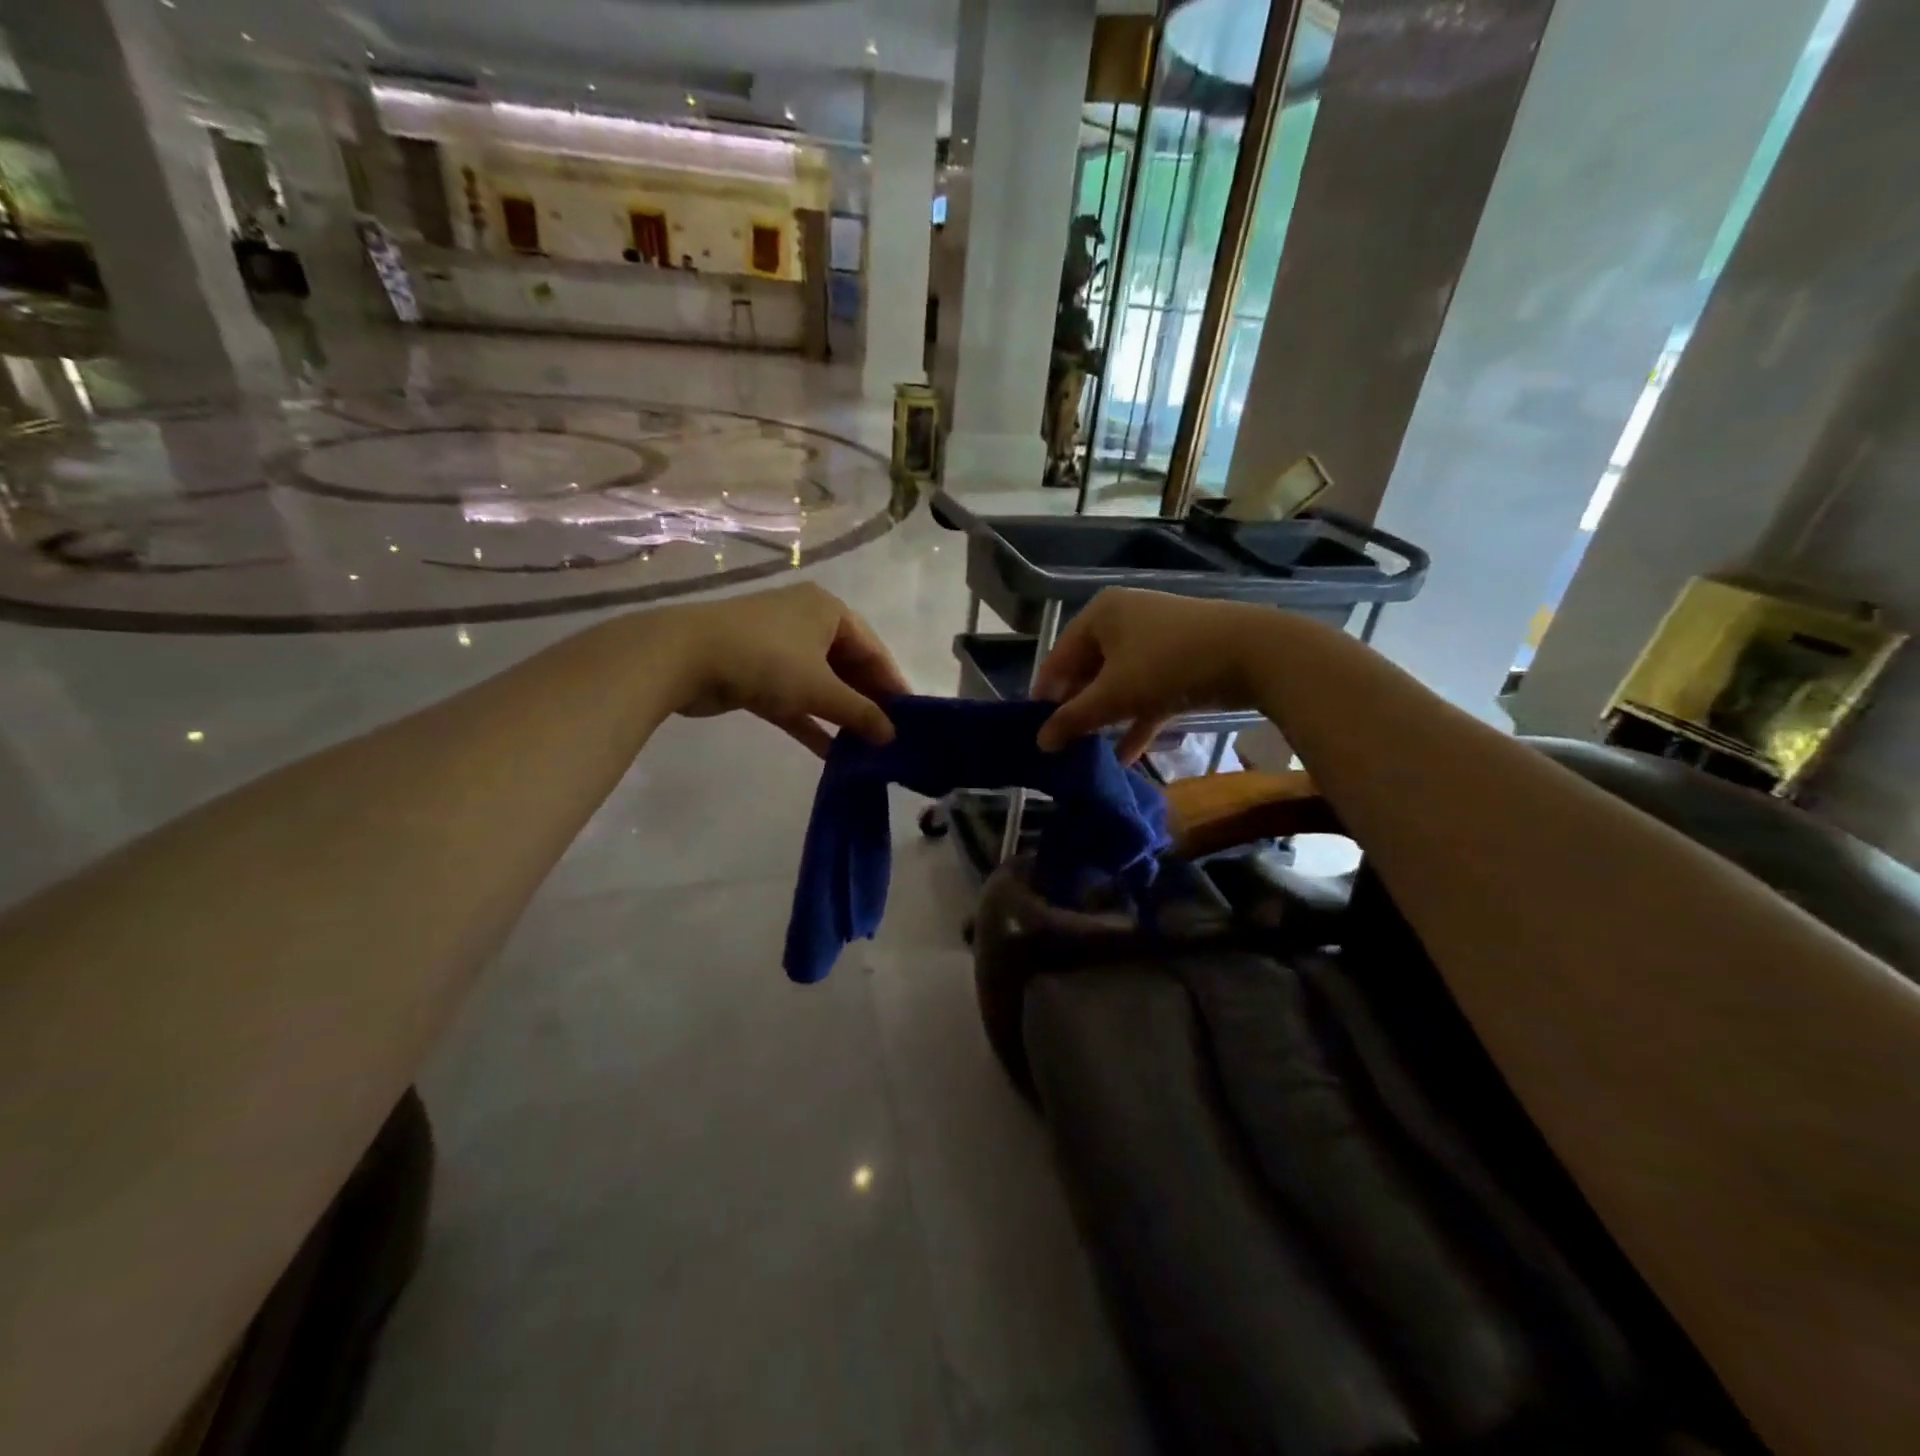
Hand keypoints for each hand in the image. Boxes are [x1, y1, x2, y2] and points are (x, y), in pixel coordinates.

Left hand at [657, 582, 909, 755]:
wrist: (683, 657)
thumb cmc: (766, 660)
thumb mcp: (820, 688)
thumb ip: (859, 713)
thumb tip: (892, 736)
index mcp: (829, 611)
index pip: (874, 650)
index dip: (893, 686)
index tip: (911, 719)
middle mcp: (807, 622)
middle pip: (848, 667)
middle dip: (866, 703)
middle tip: (888, 738)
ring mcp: (779, 648)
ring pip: (821, 685)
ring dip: (840, 716)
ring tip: (865, 749)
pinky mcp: (756, 673)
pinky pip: (794, 699)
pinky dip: (810, 722)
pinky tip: (831, 754)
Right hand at [1034, 588, 1265, 760]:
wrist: (1253, 653)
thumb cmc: (1168, 664)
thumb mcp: (1114, 695)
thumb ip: (1073, 719)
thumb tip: (1040, 742)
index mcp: (1099, 615)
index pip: (1059, 658)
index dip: (1045, 695)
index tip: (1035, 730)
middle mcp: (1124, 620)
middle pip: (1088, 670)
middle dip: (1078, 709)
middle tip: (1063, 744)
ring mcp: (1155, 639)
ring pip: (1119, 683)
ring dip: (1106, 718)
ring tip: (1088, 752)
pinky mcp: (1181, 661)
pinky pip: (1147, 692)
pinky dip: (1136, 720)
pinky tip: (1125, 755)